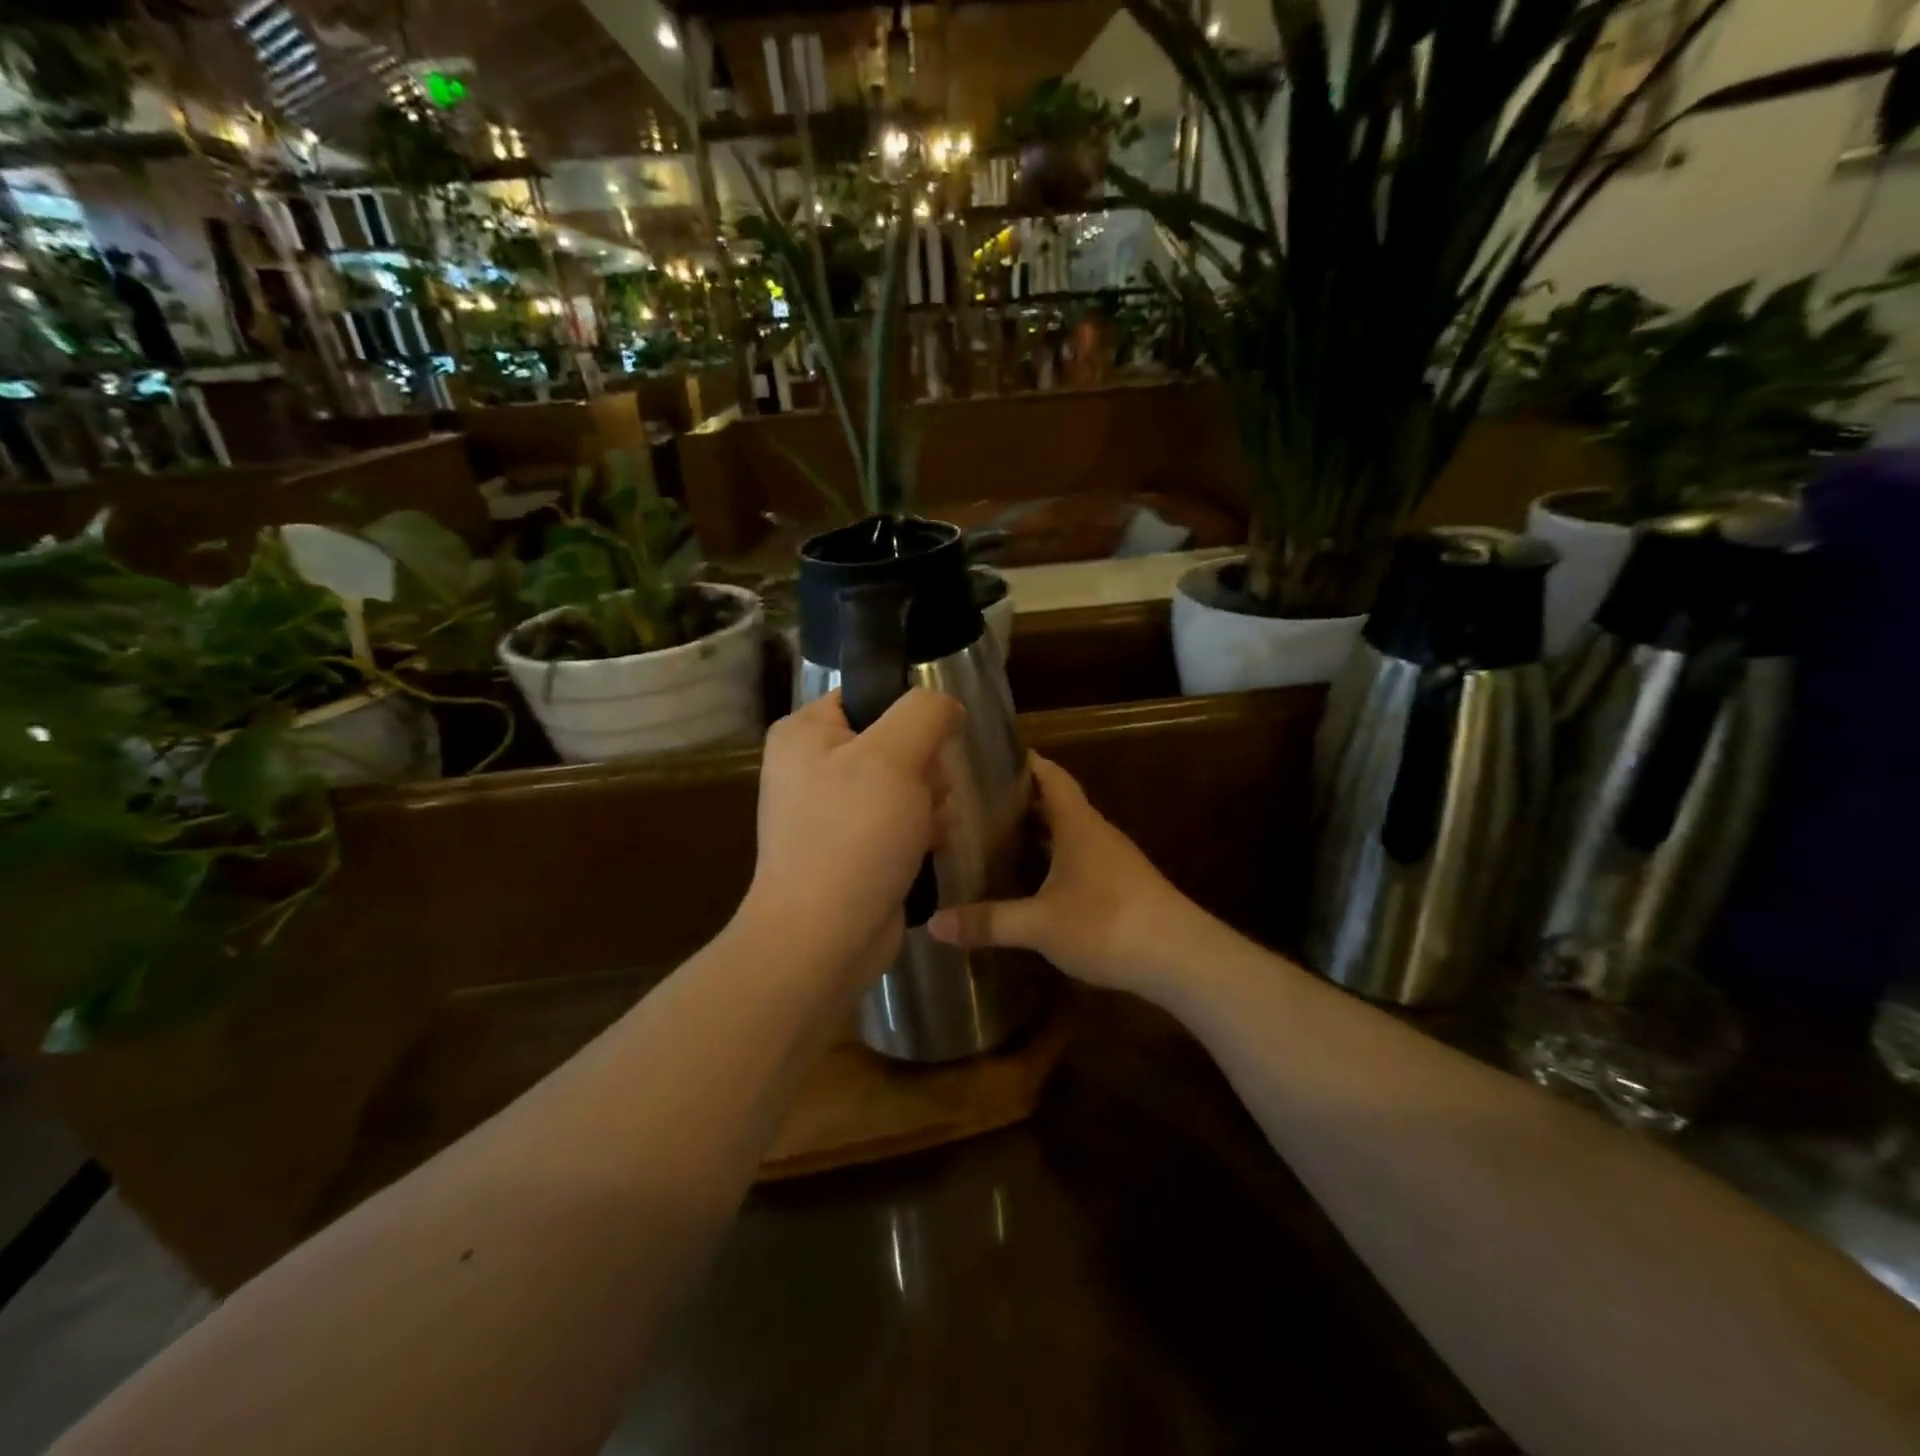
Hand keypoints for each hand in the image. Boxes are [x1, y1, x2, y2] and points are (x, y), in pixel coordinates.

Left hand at [741, 688, 961, 981]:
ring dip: (928, 803)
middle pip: (893, 742)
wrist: (824, 938)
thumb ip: (925, 712)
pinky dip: (918, 833)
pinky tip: (927, 849)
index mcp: (804, 733)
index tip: (932, 742)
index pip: (868, 695)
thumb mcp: (894, 756)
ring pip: (903, 785)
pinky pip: (897, 822)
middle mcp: (811, 767)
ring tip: (927, 828)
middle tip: (926, 794)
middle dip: (923, 769)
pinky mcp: (850, 850)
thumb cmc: (854, 835)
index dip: (908, 714)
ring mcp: (829, 812)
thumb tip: (946, 706)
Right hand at [928, 755, 1198, 993]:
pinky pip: (1079, 859)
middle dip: (1019, 801)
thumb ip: (988, 922)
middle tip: (974, 804)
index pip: (1050, 775)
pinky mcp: (1121, 886)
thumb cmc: (1108, 924)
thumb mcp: (1040, 925)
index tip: (988, 757)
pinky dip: (1053, 861)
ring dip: (1036, 833)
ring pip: (1068, 834)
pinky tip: (1033, 883)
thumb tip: (934, 924)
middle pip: (1056, 804)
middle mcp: (1096, 833)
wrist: (1181, 958)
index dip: (1023, 762)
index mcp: (1078, 824)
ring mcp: (1112, 860)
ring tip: (994, 839)